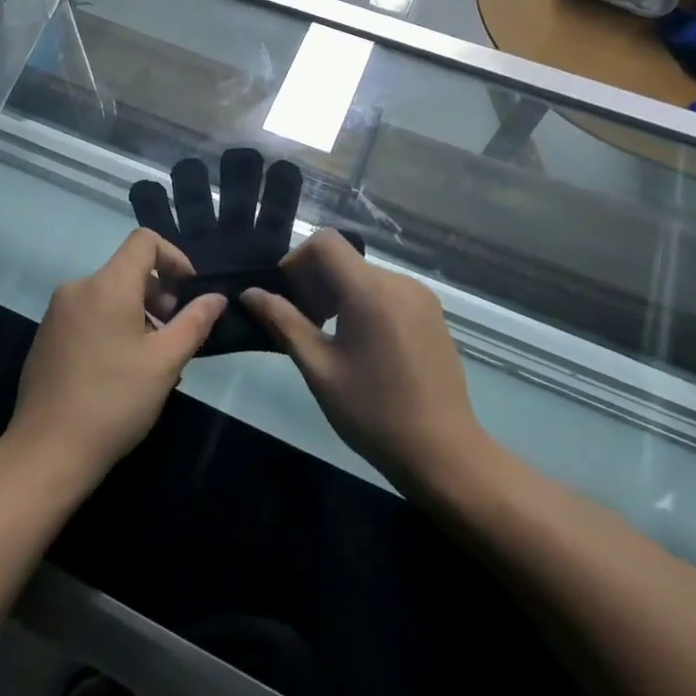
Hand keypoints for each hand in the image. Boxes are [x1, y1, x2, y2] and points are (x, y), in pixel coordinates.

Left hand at [3, 228, 224, 490]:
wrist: (46, 451)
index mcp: (107, 284)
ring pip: (108, 295)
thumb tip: (216, 297)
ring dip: (137, 314)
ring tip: (152, 359)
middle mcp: (78, 287)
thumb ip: (194, 322)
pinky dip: (112, 326)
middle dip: (158, 293)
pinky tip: (121, 371)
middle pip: (127, 269)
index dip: (174, 257)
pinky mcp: (46, 336)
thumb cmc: (114, 401)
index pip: (144, 241)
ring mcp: (57, 312)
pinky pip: (88, 315)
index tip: (189, 292)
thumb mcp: (165, 362)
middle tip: (174, 334)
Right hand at [241, 230, 486, 494]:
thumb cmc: (374, 412)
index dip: (296, 260)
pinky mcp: (432, 314)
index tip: (285, 297)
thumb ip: (283, 323)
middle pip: (344, 259)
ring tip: (327, 338)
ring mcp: (420, 297)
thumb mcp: (319, 368)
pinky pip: (386, 292)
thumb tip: (250, 294)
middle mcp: (399, 282)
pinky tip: (361, 346)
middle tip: (301, 324)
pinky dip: (363, 303)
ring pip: (364, 276)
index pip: (325, 242)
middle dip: (314, 282)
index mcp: (370, 290)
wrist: (444, 453)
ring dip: (337, 294)